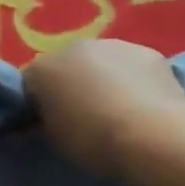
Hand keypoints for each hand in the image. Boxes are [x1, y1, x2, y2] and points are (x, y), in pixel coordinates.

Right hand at [23, 39, 184, 177]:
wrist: (153, 136)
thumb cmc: (94, 140)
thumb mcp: (55, 139)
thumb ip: (45, 121)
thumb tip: (41, 119)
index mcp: (42, 68)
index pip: (31, 83)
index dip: (39, 104)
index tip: (49, 124)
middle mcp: (73, 47)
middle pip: (67, 66)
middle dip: (72, 85)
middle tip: (85, 116)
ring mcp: (112, 45)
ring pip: (101, 62)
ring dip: (104, 79)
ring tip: (119, 111)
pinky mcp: (148, 52)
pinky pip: (132, 67)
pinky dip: (134, 80)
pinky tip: (145, 105)